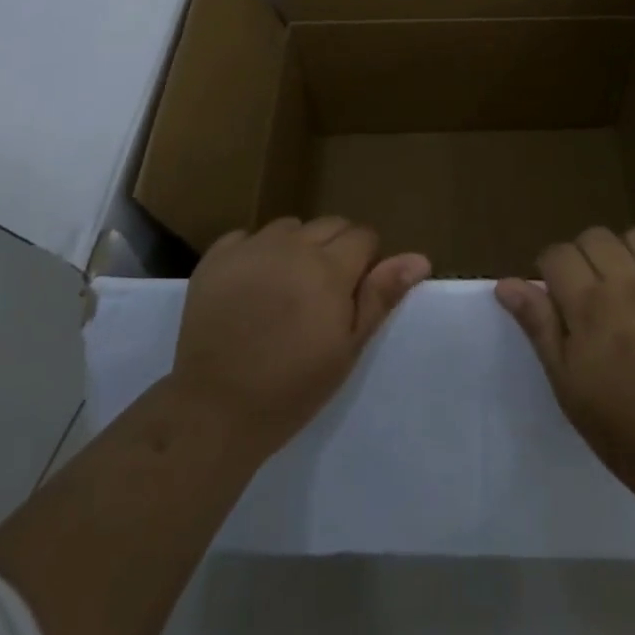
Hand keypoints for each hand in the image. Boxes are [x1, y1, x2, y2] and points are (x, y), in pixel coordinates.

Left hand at [172, 216, 429, 461]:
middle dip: (336, 249)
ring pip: (289, 227)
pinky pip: (247, 237)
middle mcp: (292, 245)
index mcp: (329, 267)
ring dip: (296, 247)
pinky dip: (256, 252)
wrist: (215, 409)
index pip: (363, 236)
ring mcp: (251, 248)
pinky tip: (251, 285)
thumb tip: (419, 258)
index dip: (365, 262)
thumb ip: (380, 296)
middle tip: (323, 293)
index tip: (353, 294)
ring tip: (286, 287)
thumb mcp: (347, 348)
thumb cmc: (292, 387)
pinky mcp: (216, 257)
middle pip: (329, 225)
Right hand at [496, 226, 634, 497]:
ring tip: (628, 283)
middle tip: (590, 292)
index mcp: (590, 305)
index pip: (557, 254)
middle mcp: (629, 283)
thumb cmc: (622, 426)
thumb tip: (507, 284)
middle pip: (595, 236)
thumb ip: (539, 326)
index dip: (550, 269)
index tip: (556, 296)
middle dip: (584, 256)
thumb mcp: (567, 383)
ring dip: (627, 252)